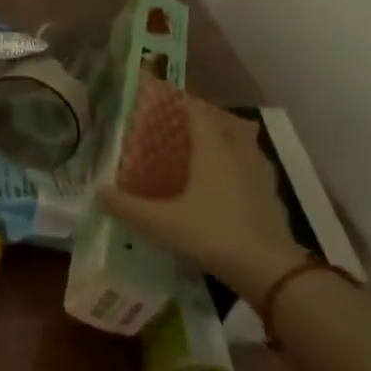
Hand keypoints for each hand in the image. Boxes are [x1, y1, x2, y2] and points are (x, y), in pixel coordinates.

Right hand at [99, 96, 303, 299]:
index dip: (181, 103)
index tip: (164, 101)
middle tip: (182, 125)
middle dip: (205, 117)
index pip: (198, 112)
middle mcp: (239, 153)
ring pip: (244, 142)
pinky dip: (239, 164)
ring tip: (205, 150)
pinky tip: (227, 183)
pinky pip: (253, 166)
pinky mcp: (271, 196)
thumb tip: (98, 193)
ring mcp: (260, 174)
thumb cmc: (212, 234)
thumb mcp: (160, 223)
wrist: (269, 270)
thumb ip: (126, 207)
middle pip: (225, 122)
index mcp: (213, 150)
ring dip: (227, 138)